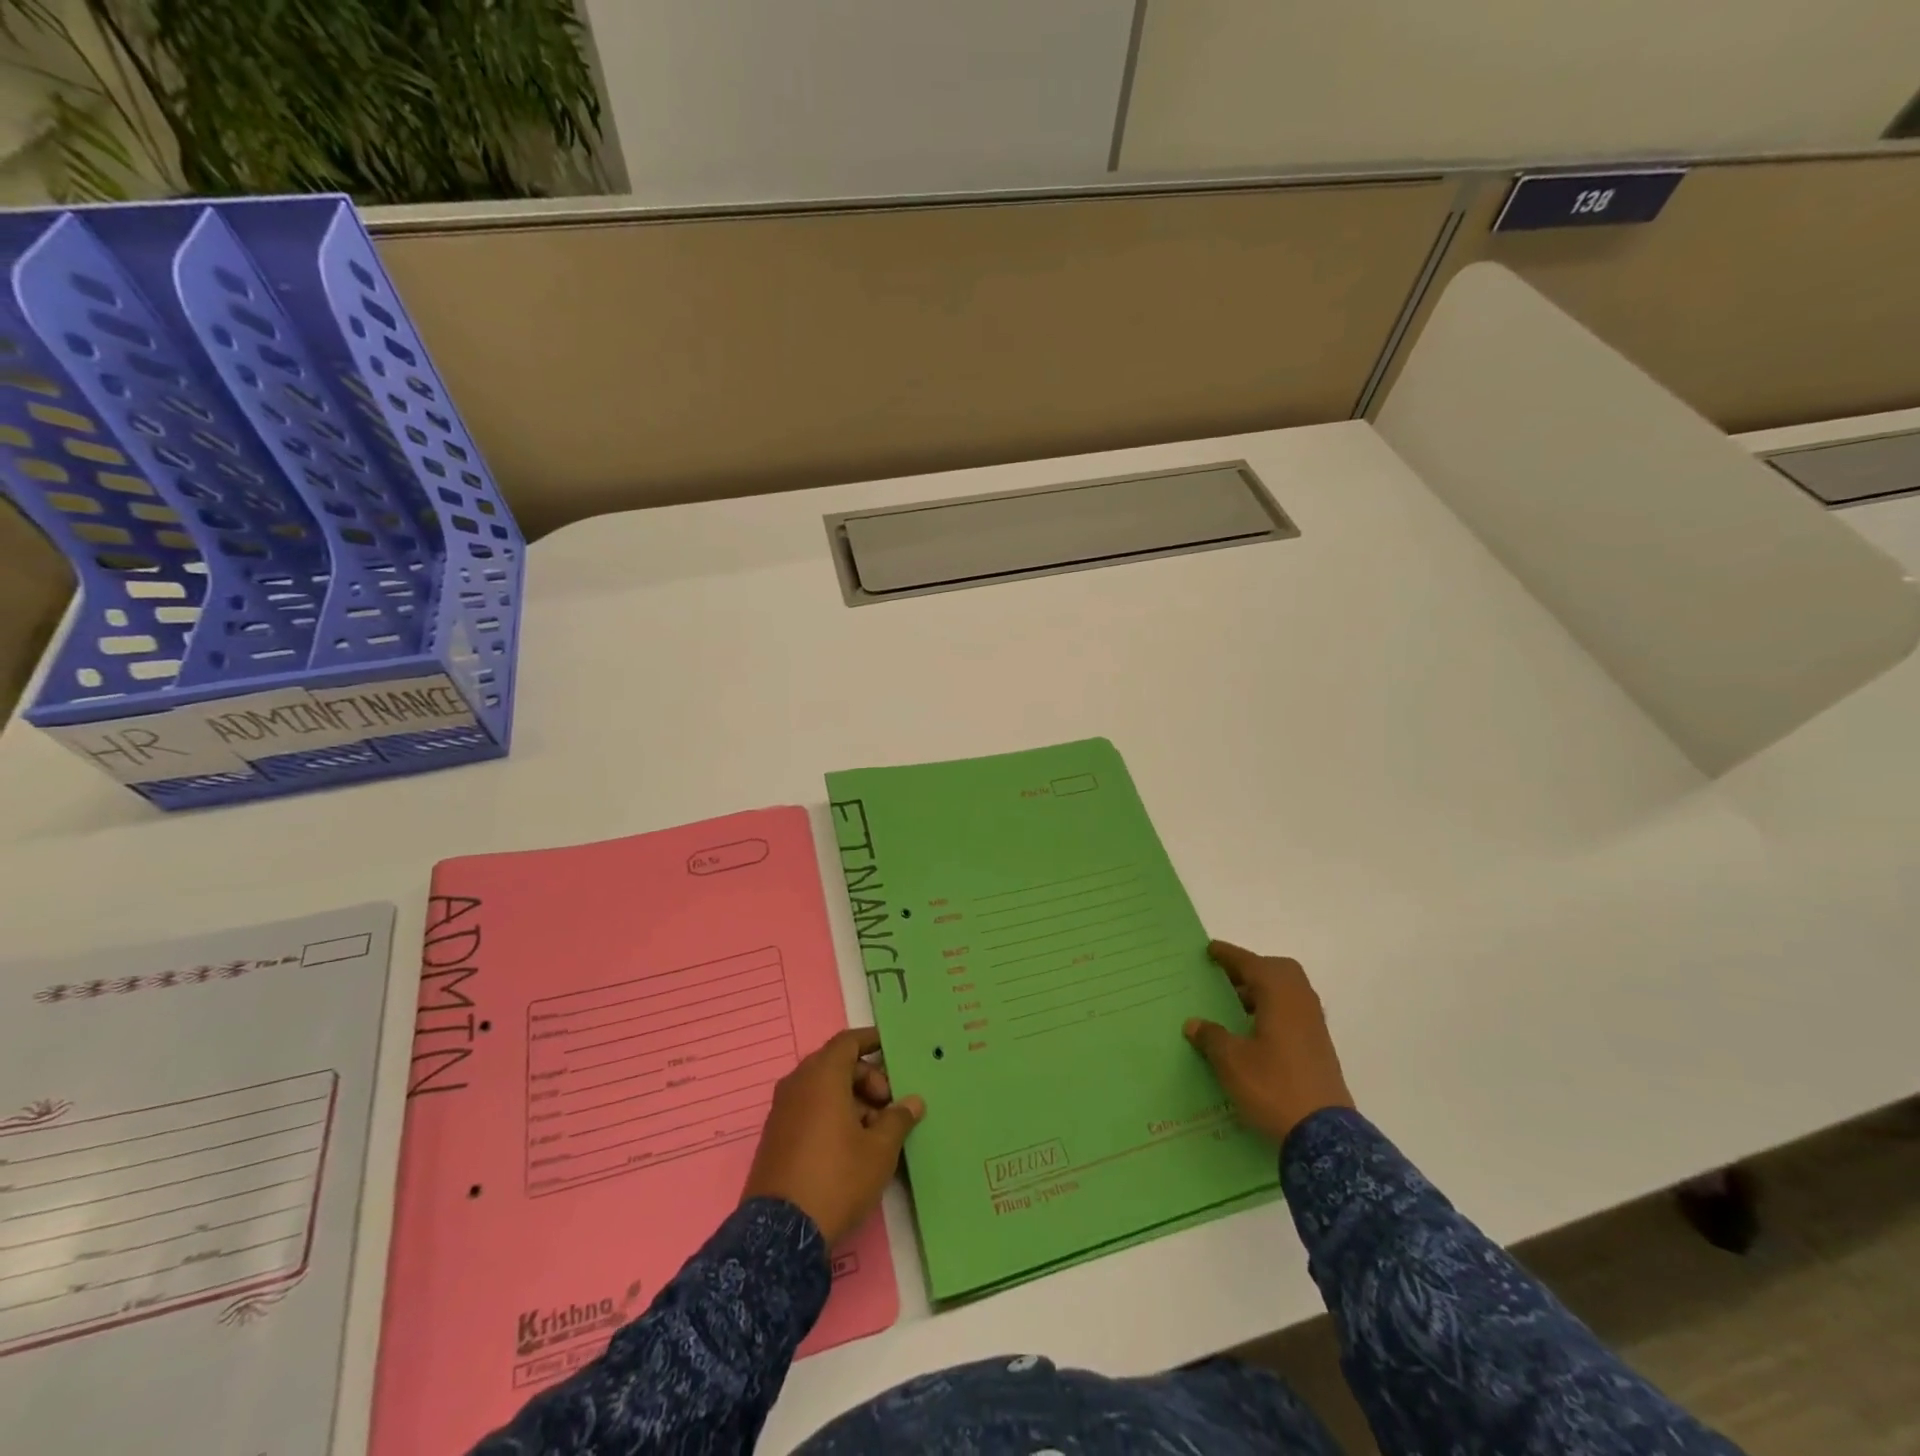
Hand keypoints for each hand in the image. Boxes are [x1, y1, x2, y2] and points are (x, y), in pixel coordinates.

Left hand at [742, 1028, 924, 1245]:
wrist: (781, 1234)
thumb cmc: (837, 1178)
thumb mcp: (879, 1150)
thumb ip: (898, 1119)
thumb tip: (913, 1101)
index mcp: (822, 1076)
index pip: (848, 1042)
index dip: (870, 1040)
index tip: (890, 1048)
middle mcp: (797, 1084)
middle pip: (835, 1064)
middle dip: (866, 1078)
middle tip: (888, 1105)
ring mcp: (782, 1111)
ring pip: (821, 1088)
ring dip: (850, 1099)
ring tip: (873, 1131)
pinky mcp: (775, 1137)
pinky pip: (807, 1109)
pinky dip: (830, 1114)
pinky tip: (849, 1146)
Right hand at [1184, 941, 1354, 1145]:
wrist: (1323, 1135)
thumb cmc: (1273, 1087)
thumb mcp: (1231, 1062)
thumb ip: (1212, 1037)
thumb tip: (1194, 1023)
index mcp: (1280, 996)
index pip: (1252, 963)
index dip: (1229, 955)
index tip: (1210, 950)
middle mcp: (1301, 1003)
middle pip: (1278, 972)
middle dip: (1252, 970)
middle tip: (1226, 979)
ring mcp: (1314, 1026)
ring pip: (1288, 993)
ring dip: (1263, 991)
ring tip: (1235, 1006)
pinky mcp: (1319, 1047)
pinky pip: (1293, 1012)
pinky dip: (1273, 1010)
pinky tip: (1254, 1031)